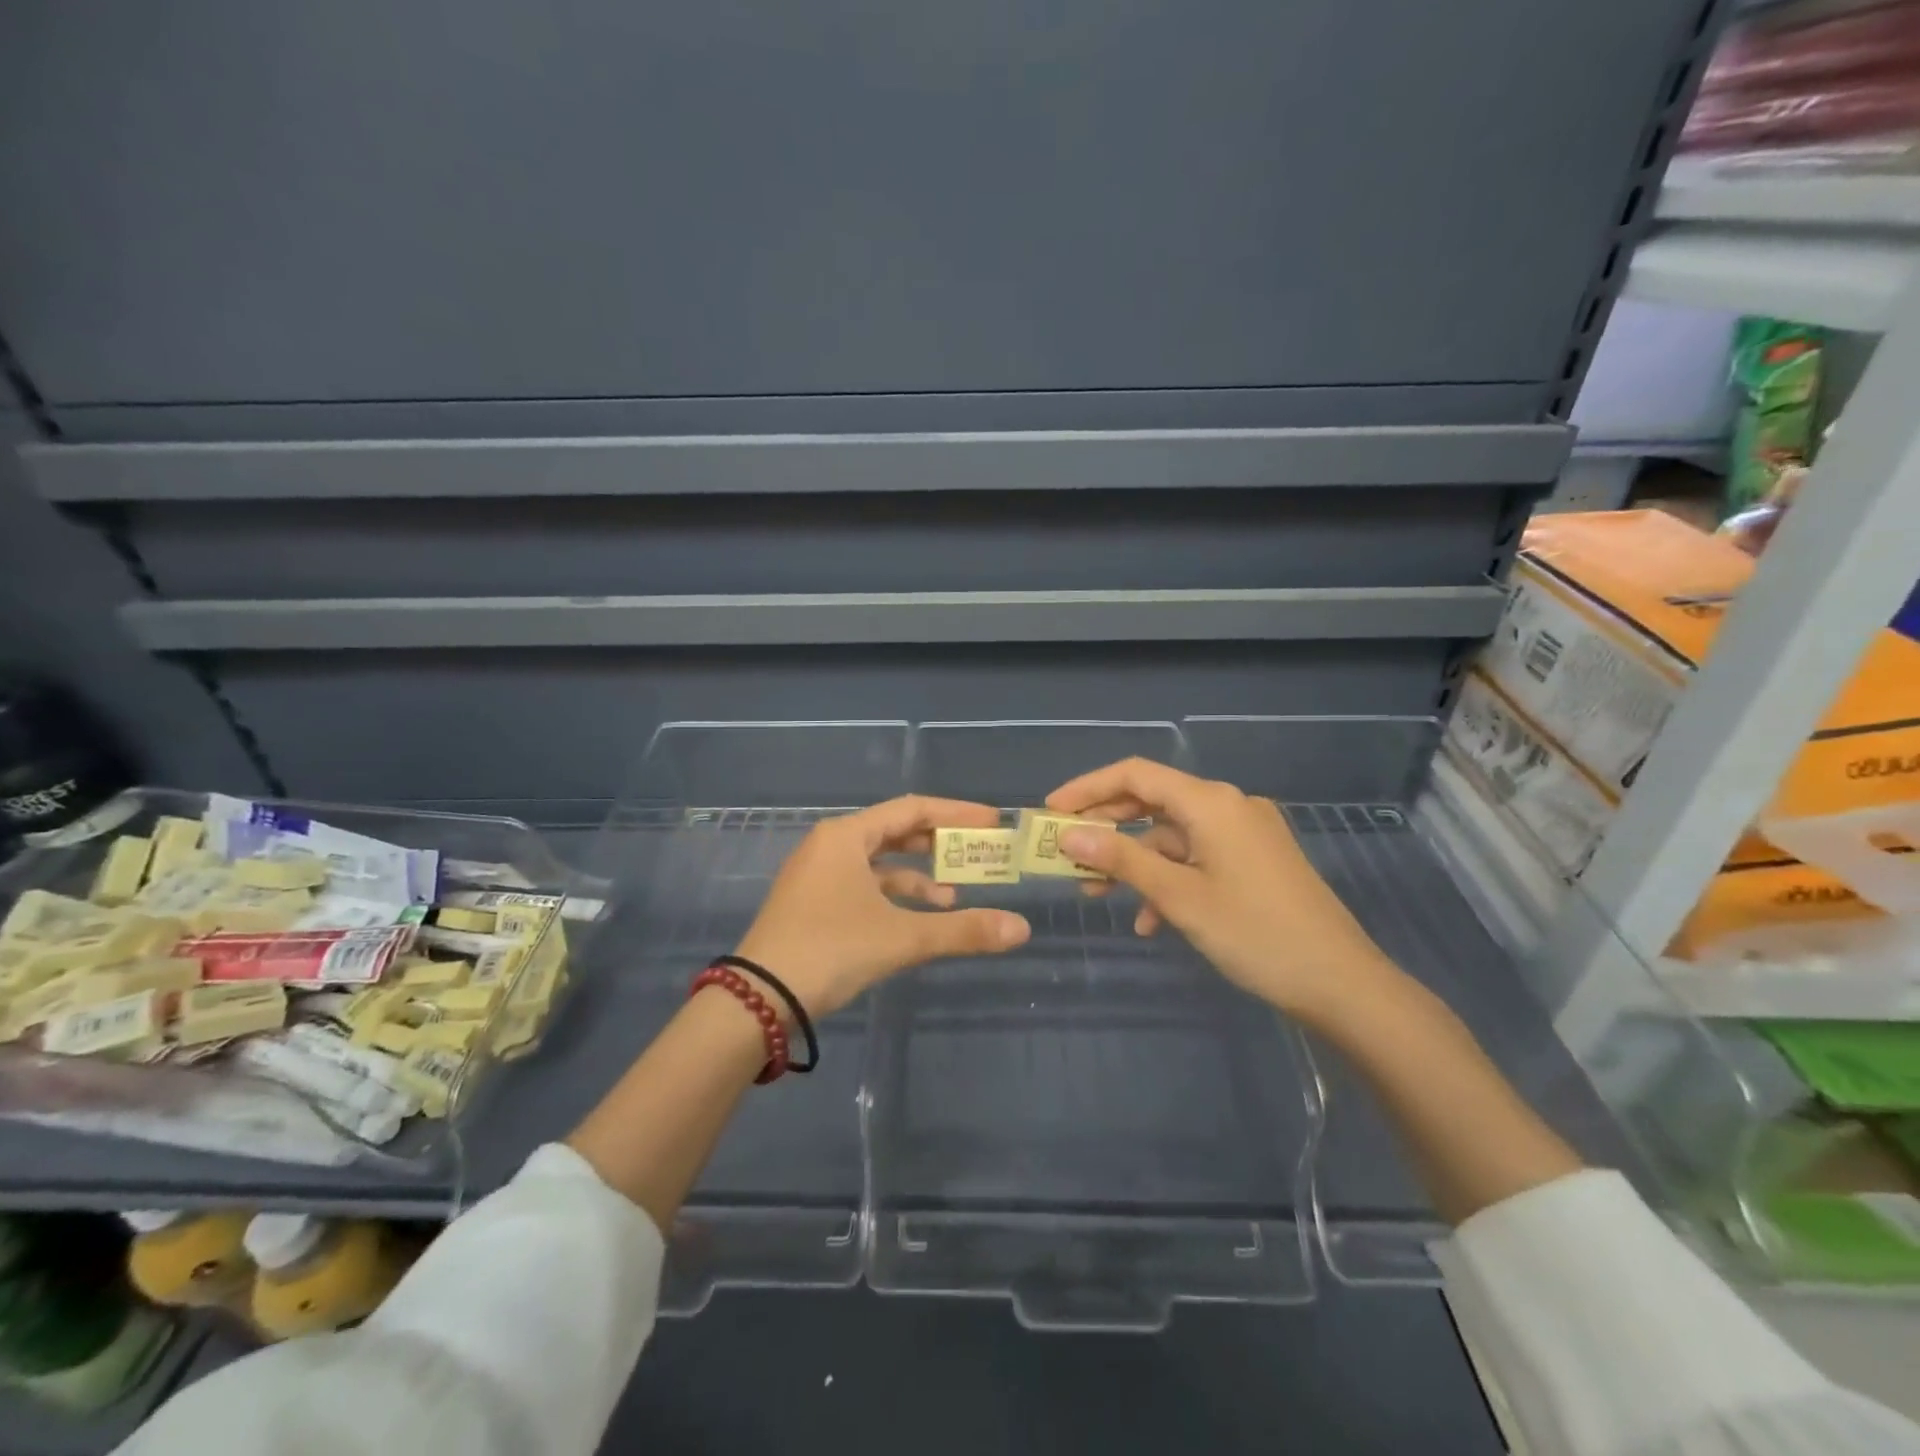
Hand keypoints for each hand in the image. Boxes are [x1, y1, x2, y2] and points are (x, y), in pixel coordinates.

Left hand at [733, 796, 1031, 1017]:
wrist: (757, 999)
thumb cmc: (830, 949)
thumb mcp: (902, 937)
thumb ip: (963, 931)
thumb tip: (1021, 929)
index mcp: (847, 836)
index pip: (912, 809)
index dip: (955, 813)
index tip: (991, 822)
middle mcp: (830, 846)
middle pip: (895, 832)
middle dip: (938, 844)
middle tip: (977, 853)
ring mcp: (817, 876)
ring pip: (878, 863)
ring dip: (917, 877)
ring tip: (953, 897)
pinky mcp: (811, 904)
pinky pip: (862, 886)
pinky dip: (892, 897)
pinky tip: (915, 919)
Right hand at [1046, 759, 1400, 1024]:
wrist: (1342, 983)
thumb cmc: (1255, 934)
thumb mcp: (1179, 896)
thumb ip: (1122, 859)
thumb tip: (1068, 836)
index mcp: (1211, 802)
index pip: (1135, 774)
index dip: (1087, 788)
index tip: (1051, 812)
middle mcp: (1229, 805)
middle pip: (1152, 801)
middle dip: (1107, 828)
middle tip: (1068, 854)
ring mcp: (1246, 832)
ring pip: (1173, 834)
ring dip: (1136, 861)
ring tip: (1100, 895)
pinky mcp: (1256, 859)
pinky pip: (1199, 857)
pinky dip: (1170, 879)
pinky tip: (1152, 921)